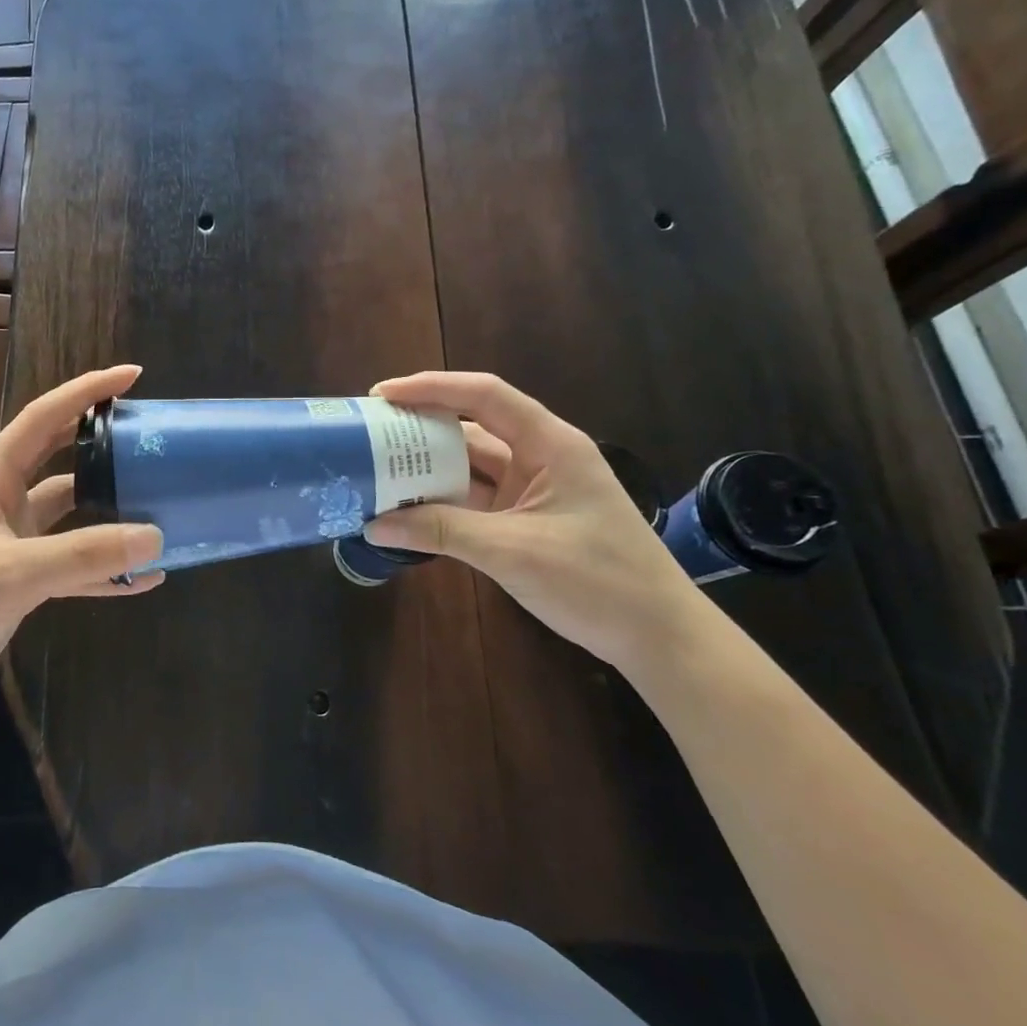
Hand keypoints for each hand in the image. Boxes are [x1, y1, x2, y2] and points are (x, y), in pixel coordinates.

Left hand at [0, 365, 163, 722]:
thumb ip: (81, 554)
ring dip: (113, 517)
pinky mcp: (25, 584)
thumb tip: (154, 535)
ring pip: (76, 518)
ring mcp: (17, 545)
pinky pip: (76, 567)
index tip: (132, 376)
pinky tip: (145, 579)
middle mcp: (6, 504)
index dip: (85, 392)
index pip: (43, 419)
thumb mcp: (10, 573)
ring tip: (162, 512)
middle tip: (154, 441)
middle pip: (64, 462)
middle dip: (105, 447)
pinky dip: (108, 571)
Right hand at [363, 371, 707, 670]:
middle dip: (419, 428)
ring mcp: (531, 491)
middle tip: (368, 434)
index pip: (485, 396)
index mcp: (550, 445)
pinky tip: (405, 508)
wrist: (658, 637)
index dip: (432, 388)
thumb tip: (374, 524)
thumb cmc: (598, 581)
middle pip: (471, 428)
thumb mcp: (514, 552)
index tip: (382, 396)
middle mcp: (539, 458)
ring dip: (426, 469)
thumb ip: (442, 531)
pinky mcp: (523, 521)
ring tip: (376, 470)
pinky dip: (440, 503)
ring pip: (469, 467)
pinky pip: (473, 500)